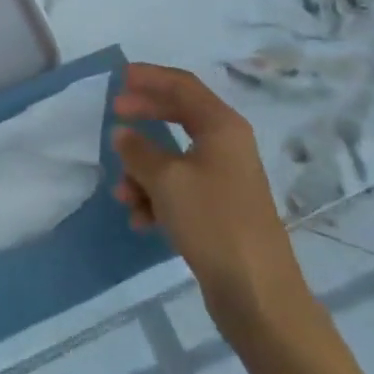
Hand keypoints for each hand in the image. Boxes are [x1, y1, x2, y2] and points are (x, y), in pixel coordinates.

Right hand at [111, 64, 315, 342]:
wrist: (259, 296)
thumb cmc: (213, 222)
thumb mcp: (165, 180)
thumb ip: (138, 150)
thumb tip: (123, 133)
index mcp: (222, 127)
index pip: (182, 85)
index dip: (150, 77)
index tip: (119, 78)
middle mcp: (227, 146)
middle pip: (179, 115)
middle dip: (144, 115)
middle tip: (114, 114)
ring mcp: (225, 180)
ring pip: (174, 158)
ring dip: (143, 169)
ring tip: (122, 193)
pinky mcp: (220, 211)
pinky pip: (180, 189)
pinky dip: (156, 197)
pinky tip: (140, 219)